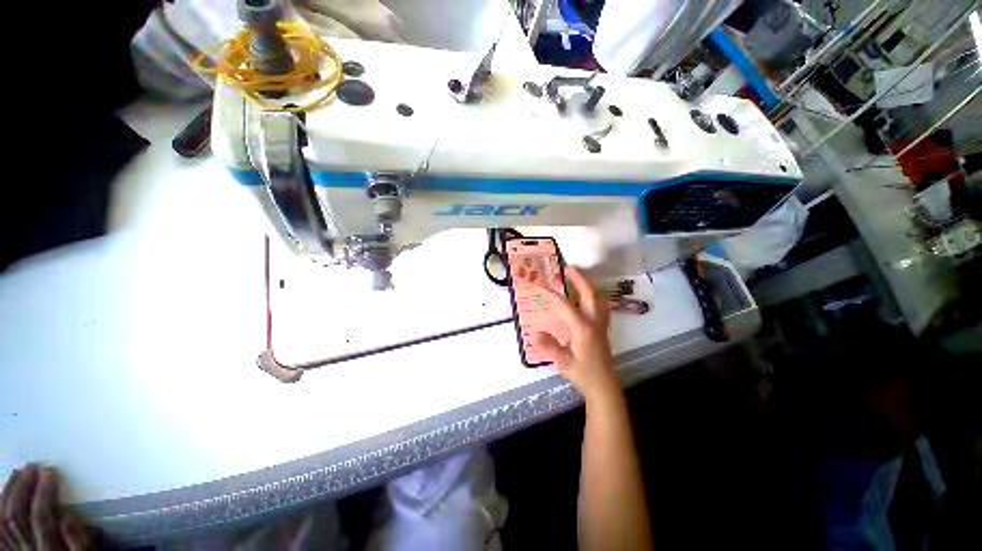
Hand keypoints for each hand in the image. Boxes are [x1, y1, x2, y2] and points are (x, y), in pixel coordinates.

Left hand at [1, 465, 92, 550]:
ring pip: (3, 518)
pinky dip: (0, 505)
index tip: (50, 471)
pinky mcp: (7, 546)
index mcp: (49, 548)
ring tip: (19, 472)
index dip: (44, 492)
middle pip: (17, 516)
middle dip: (23, 487)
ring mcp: (14, 548)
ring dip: (11, 491)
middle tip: (32, 467)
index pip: (41, 517)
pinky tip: (4, 492)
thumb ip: (79, 540)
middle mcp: (27, 548)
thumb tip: (70, 516)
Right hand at [532, 267, 620, 404]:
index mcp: (582, 328)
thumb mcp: (563, 362)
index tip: (539, 286)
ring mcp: (600, 325)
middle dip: (580, 280)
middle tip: (569, 268)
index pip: (565, 305)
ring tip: (578, 279)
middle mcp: (594, 322)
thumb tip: (535, 333)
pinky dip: (593, 297)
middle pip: (589, 295)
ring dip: (589, 286)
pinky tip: (586, 299)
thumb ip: (550, 345)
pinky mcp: (602, 330)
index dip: (551, 294)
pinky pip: (600, 307)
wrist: (604, 387)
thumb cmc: (583, 374)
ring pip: (598, 299)